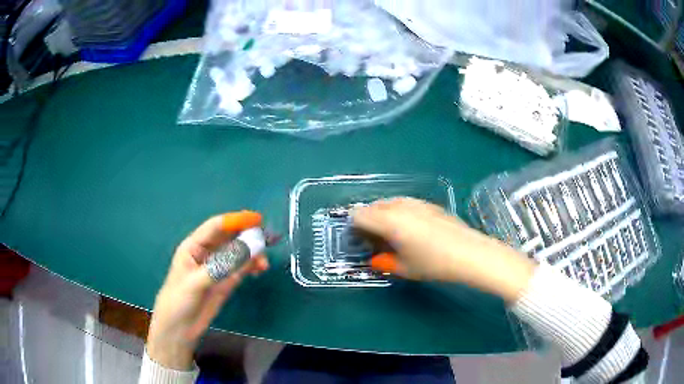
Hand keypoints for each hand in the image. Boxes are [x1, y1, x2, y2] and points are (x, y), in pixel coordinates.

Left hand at [146, 211, 268, 369]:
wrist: (179, 329)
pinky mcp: (225, 282)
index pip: (216, 227)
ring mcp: (218, 268)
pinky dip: (252, 267)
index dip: (236, 220)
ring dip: (252, 254)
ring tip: (264, 264)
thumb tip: (248, 250)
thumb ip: (221, 267)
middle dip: (248, 236)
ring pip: (238, 254)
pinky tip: (259, 269)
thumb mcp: (196, 282)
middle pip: (230, 238)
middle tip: (268, 240)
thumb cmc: (178, 300)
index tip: (257, 219)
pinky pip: (241, 269)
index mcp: (193, 246)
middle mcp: (207, 253)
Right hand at [353, 198, 535, 302]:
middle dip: (369, 221)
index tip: (361, 242)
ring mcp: (416, 202)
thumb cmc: (434, 264)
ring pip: (389, 203)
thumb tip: (376, 257)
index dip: (355, 228)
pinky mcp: (429, 204)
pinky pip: (405, 204)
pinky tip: (413, 230)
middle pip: (372, 206)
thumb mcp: (404, 268)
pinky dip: (400, 213)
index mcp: (388, 220)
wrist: (470, 253)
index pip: (359, 215)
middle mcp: (399, 206)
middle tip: (376, 240)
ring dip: (384, 216)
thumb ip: (383, 261)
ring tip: (394, 235)